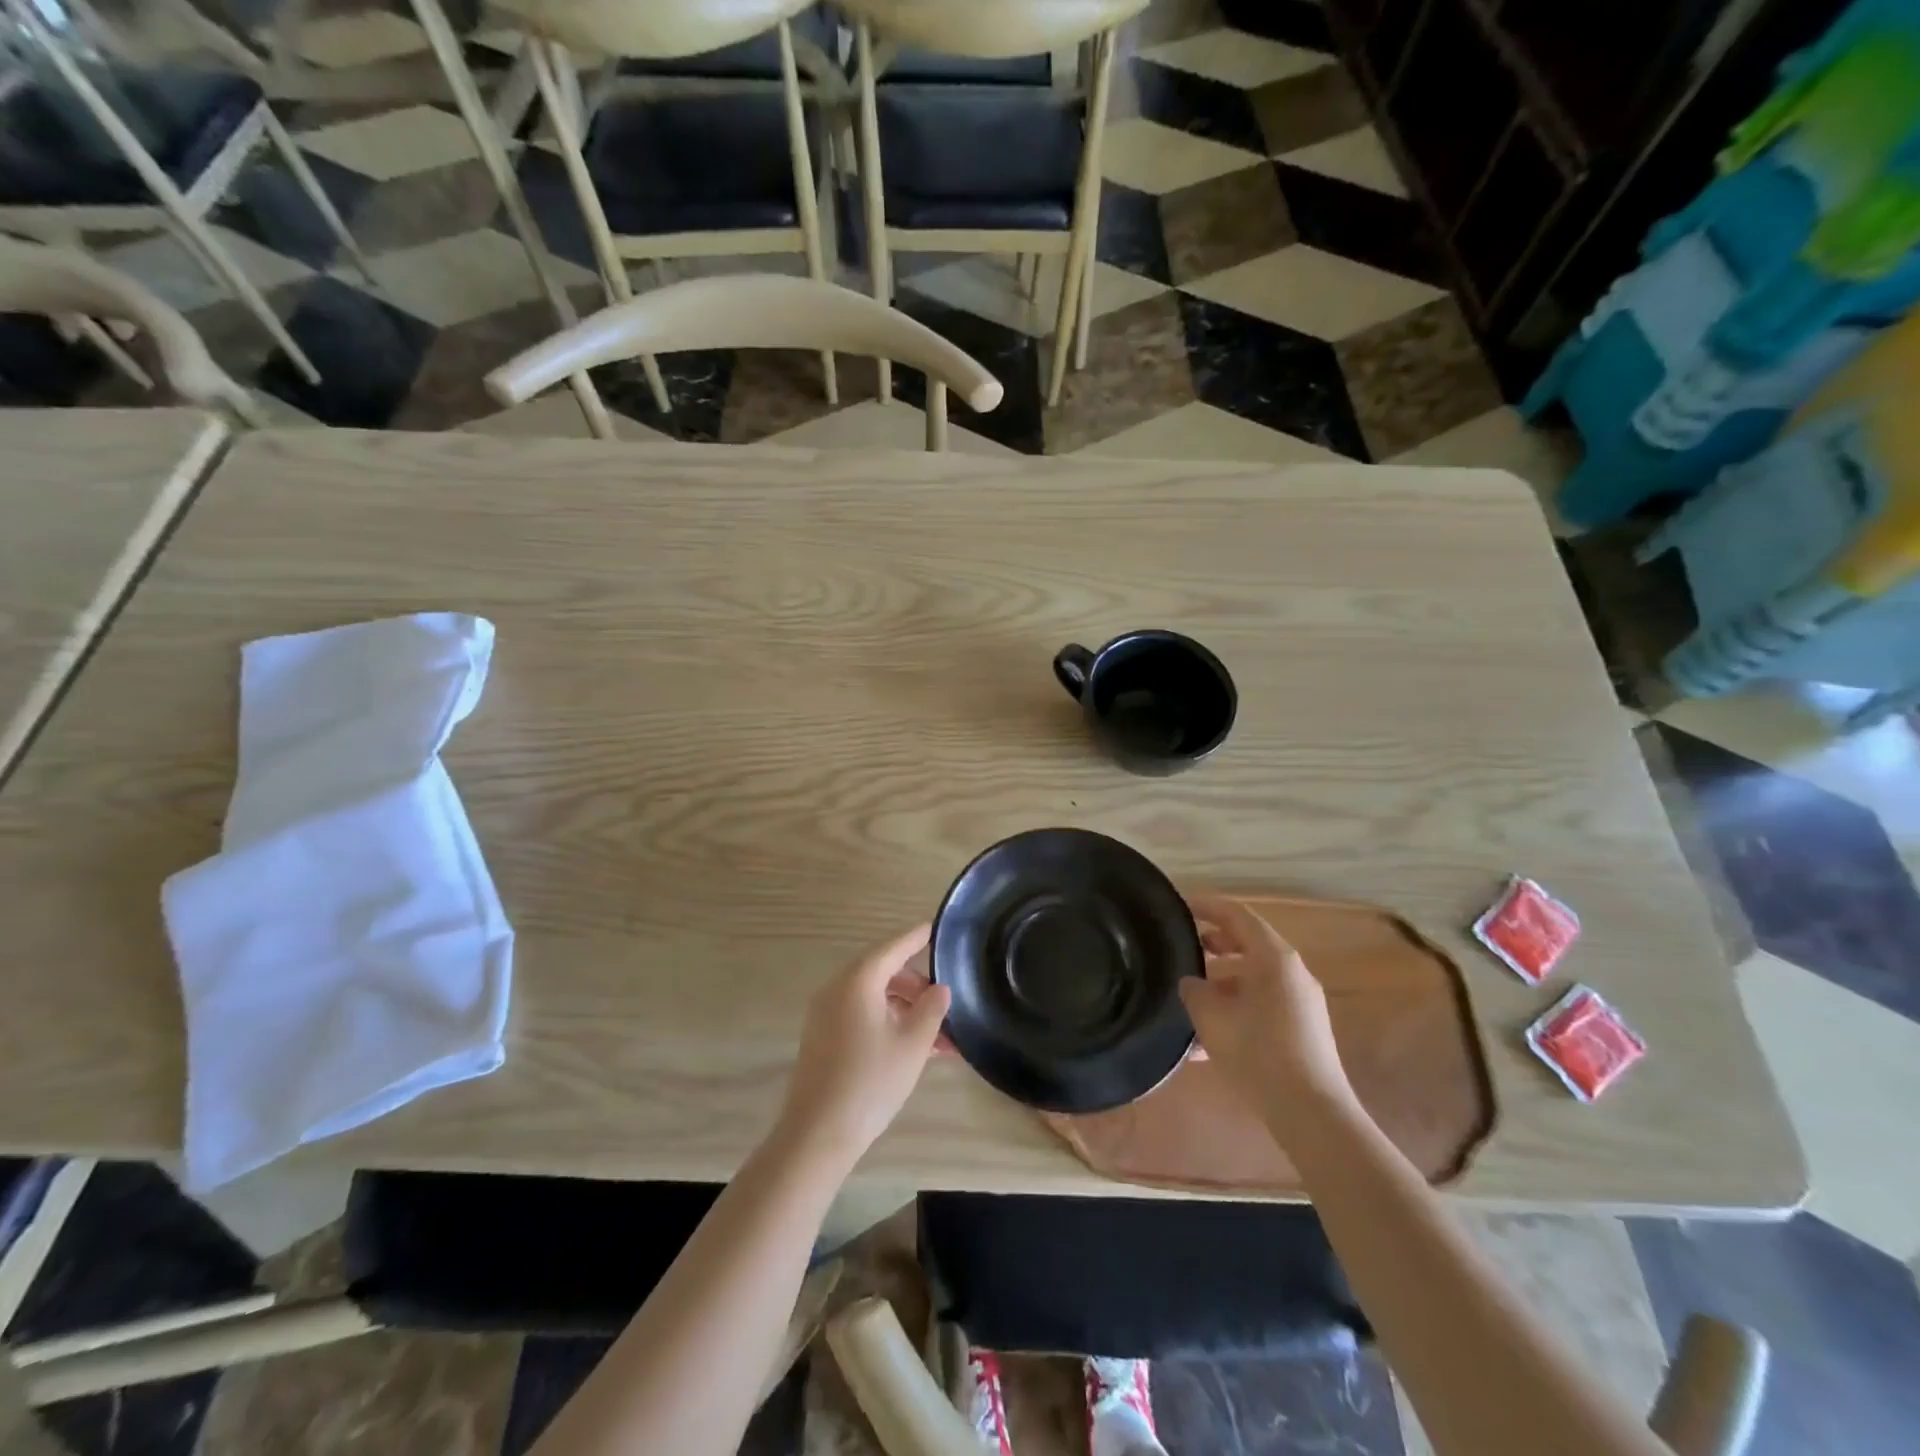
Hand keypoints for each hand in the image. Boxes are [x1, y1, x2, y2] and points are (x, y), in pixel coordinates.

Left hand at [778, 924, 951, 1168]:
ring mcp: (826, 1013)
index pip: (893, 947)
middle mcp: (837, 988)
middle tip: (944, 1003)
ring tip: (938, 1037)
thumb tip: (940, 989)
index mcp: (857, 980)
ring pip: (874, 997)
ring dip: (905, 1009)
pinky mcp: (823, 1037)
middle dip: (916, 985)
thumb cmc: (870, 1081)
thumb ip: (931, 1010)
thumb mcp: (913, 1044)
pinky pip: (861, 1015)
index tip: (936, 928)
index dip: (917, 937)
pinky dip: (887, 1022)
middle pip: (883, 971)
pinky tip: (913, 1048)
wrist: (817, 1134)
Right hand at [1180, 892, 1357, 1140]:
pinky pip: (1263, 1003)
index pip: (1237, 914)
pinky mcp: (1303, 1028)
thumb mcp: (1211, 1017)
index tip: (1180, 906)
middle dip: (1214, 943)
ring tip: (1191, 996)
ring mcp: (1301, 1001)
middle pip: (1248, 943)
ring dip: (1223, 980)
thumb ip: (1194, 990)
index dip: (1207, 906)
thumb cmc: (1258, 1053)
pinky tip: (1208, 1039)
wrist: (1311, 1113)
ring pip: (1254, 976)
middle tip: (1184, 947)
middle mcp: (1292, 972)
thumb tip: (1192, 983)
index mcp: (1274, 958)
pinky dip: (1237, 1006)